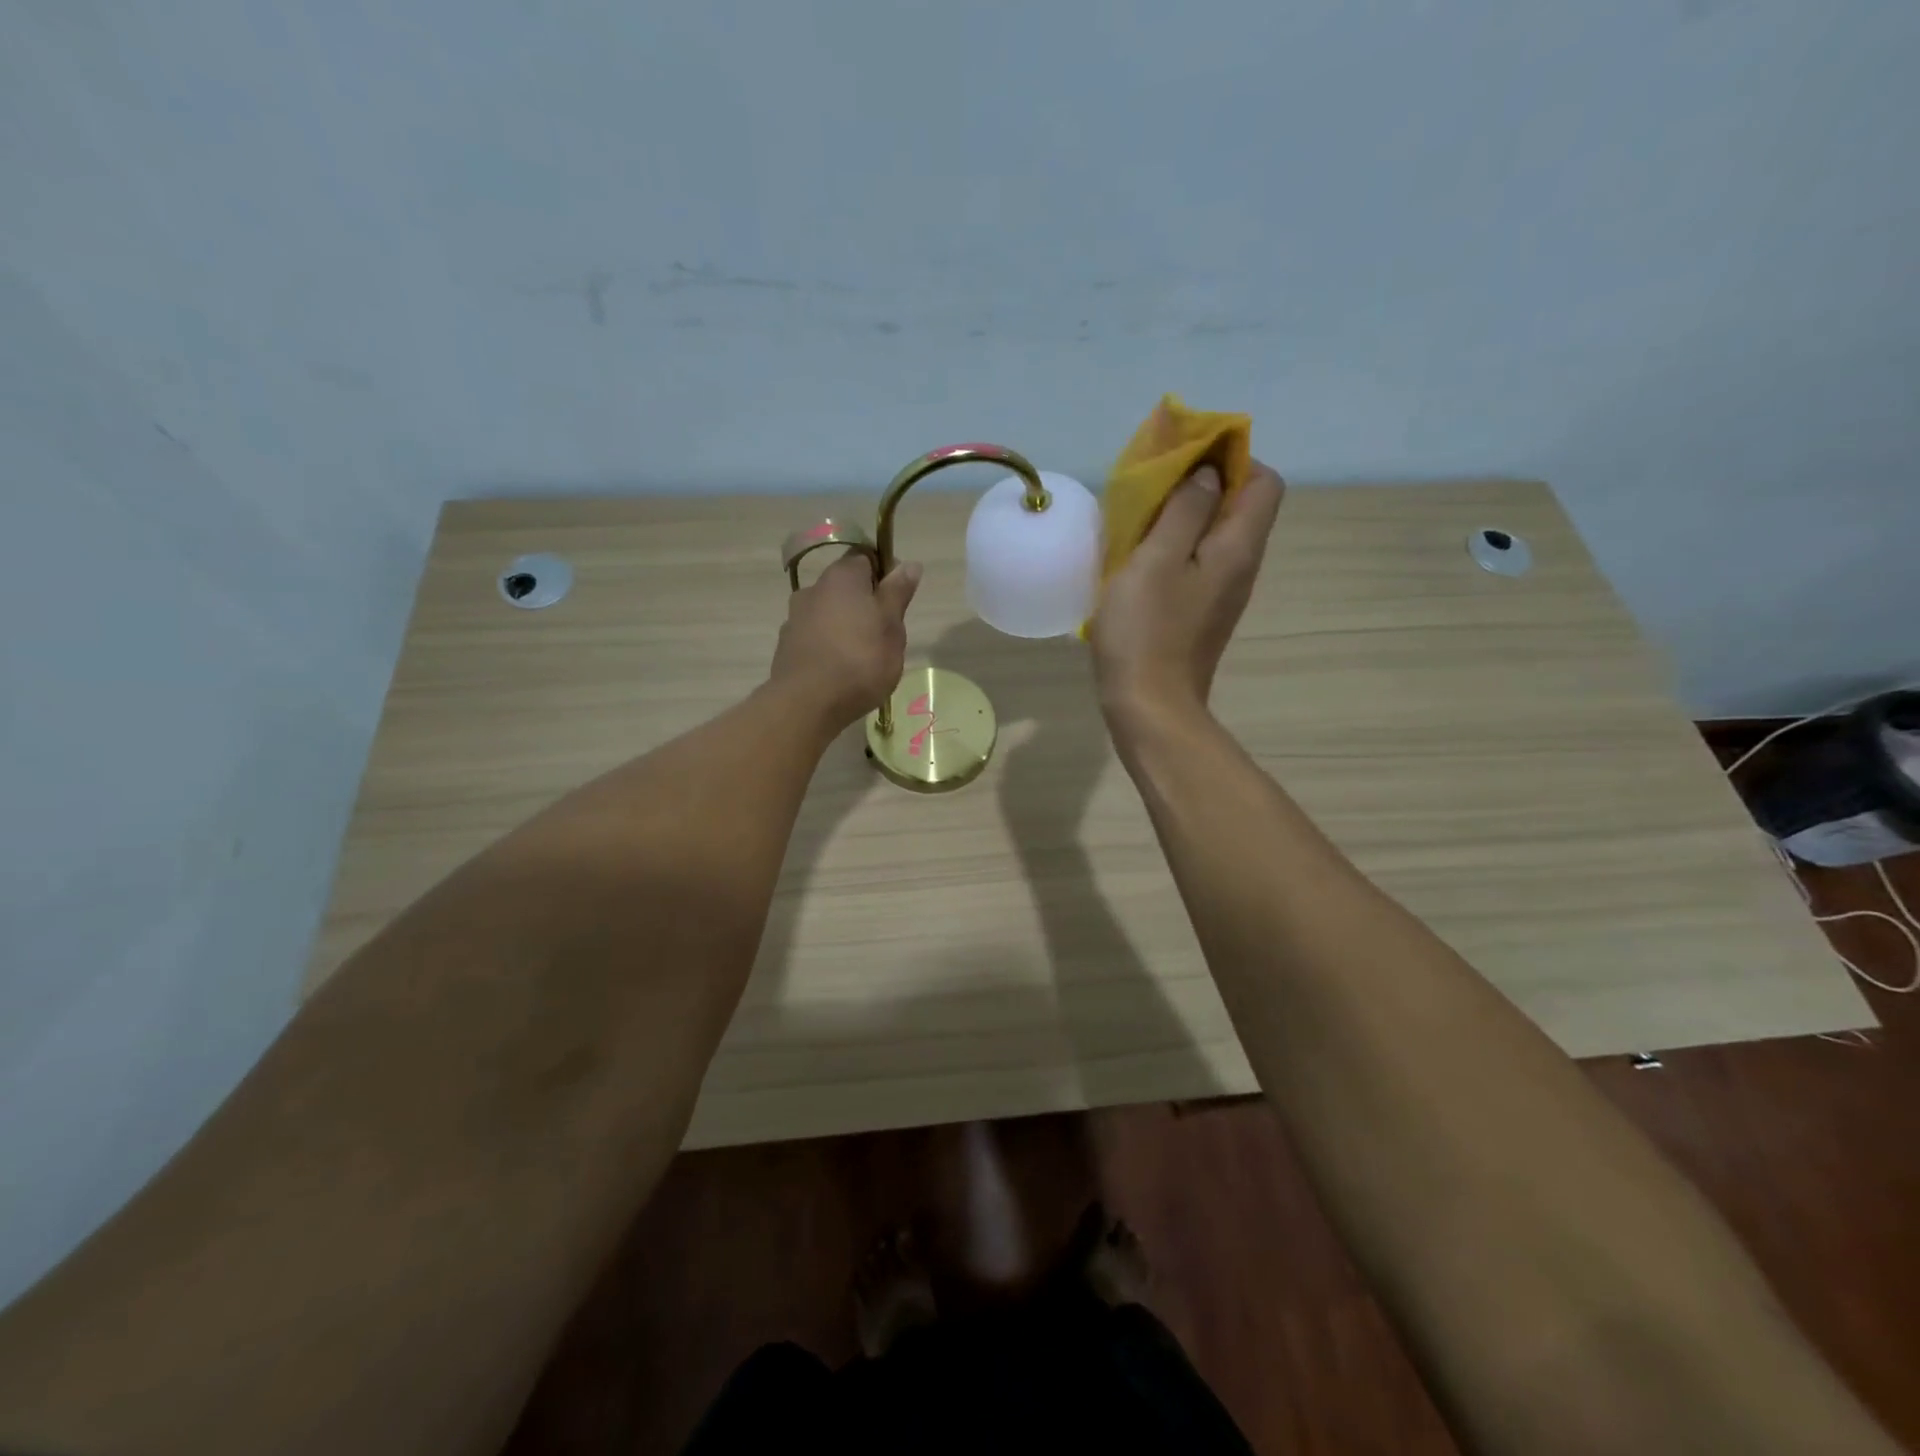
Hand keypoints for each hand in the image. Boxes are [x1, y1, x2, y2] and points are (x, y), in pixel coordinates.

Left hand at [770, 552, 921, 729]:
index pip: (866, 558)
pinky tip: (840, 671)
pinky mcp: (786, 646)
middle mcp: (813, 589)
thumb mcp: (892, 626)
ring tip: (862, 658)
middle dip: (865, 604)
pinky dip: (828, 646)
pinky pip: (815, 637)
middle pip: (846, 587)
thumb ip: (898, 593)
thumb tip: (909, 563)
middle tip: (884, 634)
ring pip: (829, 613)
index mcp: (842, 577)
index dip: (885, 574)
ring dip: (845, 626)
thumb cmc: (860, 660)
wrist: (807, 703)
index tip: (897, 601)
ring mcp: (795, 618)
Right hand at [1090, 459, 1284, 730]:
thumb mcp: (1157, 559)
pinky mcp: (1202, 615)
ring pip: (1216, 536)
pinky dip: (1176, 550)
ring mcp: (1223, 594)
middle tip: (1154, 490)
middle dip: (1203, 486)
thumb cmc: (1147, 630)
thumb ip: (1185, 509)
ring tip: (1142, 522)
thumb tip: (1206, 474)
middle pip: (1241, 507)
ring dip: (1185, 519)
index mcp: (1238, 548)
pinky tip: (1141, 562)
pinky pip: (1199, 564)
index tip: (1185, 461)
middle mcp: (1242, 567)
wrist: (1149, 707)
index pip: (1264, 481)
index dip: (1231, 459)